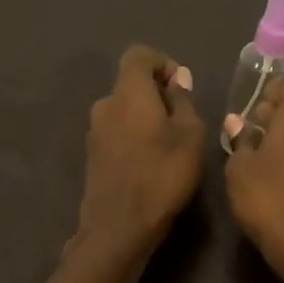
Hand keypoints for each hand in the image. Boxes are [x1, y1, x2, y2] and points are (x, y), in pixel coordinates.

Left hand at [72, 45, 204, 263]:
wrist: (119, 227)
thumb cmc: (162, 176)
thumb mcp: (190, 137)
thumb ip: (183, 102)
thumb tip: (177, 80)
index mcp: (128, 93)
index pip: (139, 55)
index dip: (163, 63)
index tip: (181, 88)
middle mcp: (105, 105)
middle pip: (131, 83)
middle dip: (157, 93)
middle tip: (183, 121)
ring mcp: (95, 131)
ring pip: (124, 109)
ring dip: (146, 117)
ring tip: (169, 145)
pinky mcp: (92, 154)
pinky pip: (117, 130)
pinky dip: (135, 135)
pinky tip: (151, 162)